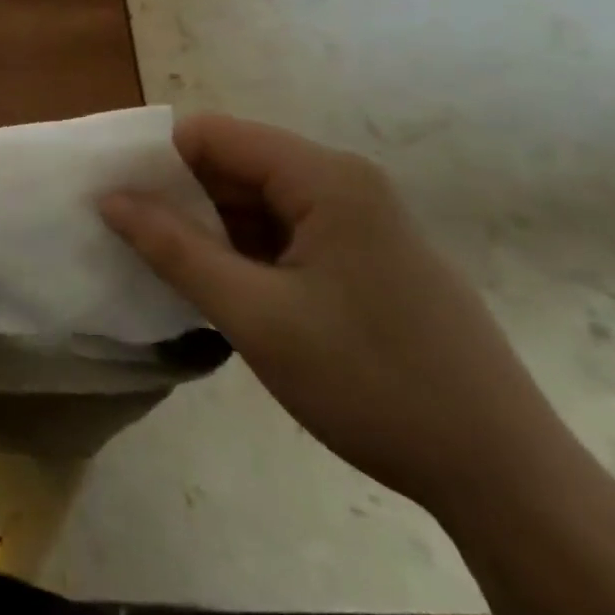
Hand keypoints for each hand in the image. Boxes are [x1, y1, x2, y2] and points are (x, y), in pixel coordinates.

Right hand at [102, 115, 566, 513]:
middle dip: (179, 194)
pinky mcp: (368, 257)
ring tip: (164, 264)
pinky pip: (287, 232)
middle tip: (128, 235)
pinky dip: (245, 251)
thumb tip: (109, 198)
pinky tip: (221, 288)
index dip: (156, 158)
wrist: (506, 478)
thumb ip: (174, 249)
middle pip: (236, 164)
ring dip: (210, 227)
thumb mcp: (255, 315)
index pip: (213, 135)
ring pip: (259, 201)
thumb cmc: (372, 383)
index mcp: (324, 178)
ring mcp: (362, 221)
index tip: (112, 196)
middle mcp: (344, 183)